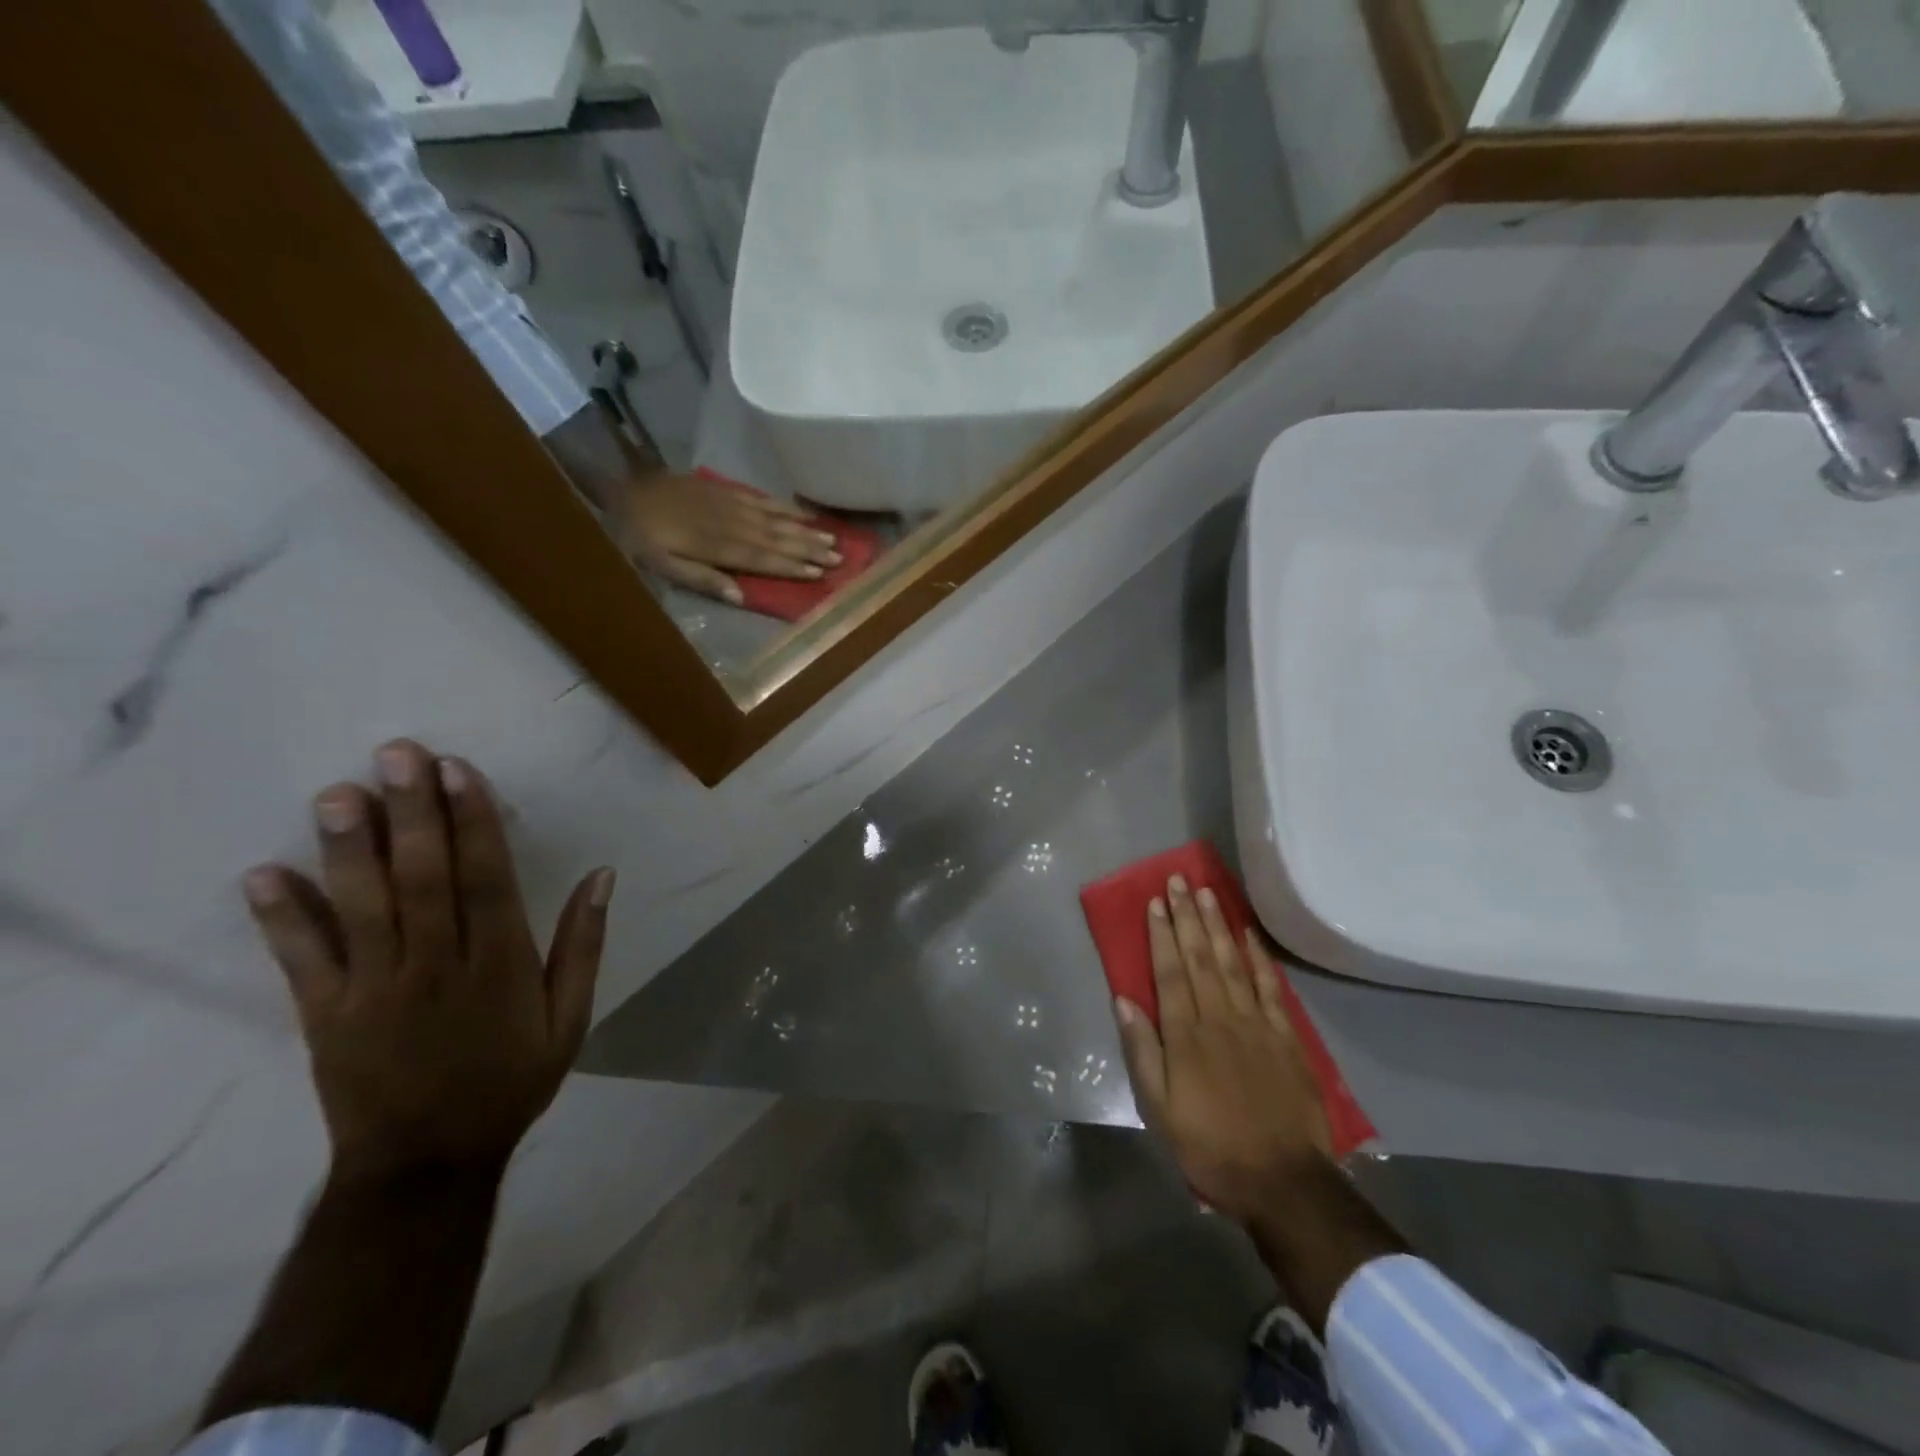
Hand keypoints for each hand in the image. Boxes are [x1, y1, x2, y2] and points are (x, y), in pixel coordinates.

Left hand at [242, 739, 612, 1183]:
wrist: (426, 1163)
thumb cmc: (510, 1080)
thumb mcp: (571, 1018)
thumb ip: (583, 945)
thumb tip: (602, 875)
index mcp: (500, 964)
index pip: (486, 878)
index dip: (474, 821)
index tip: (459, 770)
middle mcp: (436, 965)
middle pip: (423, 878)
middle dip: (412, 813)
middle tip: (397, 754)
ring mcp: (373, 989)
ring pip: (363, 907)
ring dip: (349, 848)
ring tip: (337, 793)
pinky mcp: (323, 1016)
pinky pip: (302, 961)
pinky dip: (281, 918)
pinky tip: (263, 874)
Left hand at [611, 472, 842, 604]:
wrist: (619, 490)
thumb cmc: (639, 538)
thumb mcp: (662, 566)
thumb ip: (701, 579)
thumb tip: (740, 596)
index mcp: (716, 545)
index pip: (761, 558)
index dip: (791, 566)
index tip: (818, 573)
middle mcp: (730, 523)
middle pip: (775, 537)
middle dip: (808, 548)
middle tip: (838, 557)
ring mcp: (729, 503)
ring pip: (774, 518)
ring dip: (803, 529)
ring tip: (831, 538)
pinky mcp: (723, 489)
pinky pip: (760, 498)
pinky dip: (783, 507)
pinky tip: (801, 514)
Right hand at [1112, 876, 1331, 1224]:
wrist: (1281, 1179)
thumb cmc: (1209, 1144)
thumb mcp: (1158, 1109)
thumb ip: (1142, 1051)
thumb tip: (1124, 1000)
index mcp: (1185, 1035)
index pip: (1169, 972)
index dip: (1161, 935)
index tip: (1155, 902)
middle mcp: (1219, 1018)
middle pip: (1199, 957)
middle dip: (1187, 916)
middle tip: (1178, 880)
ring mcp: (1255, 1024)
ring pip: (1232, 963)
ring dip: (1217, 925)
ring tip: (1207, 892)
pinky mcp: (1284, 1036)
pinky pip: (1270, 987)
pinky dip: (1258, 957)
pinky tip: (1247, 933)